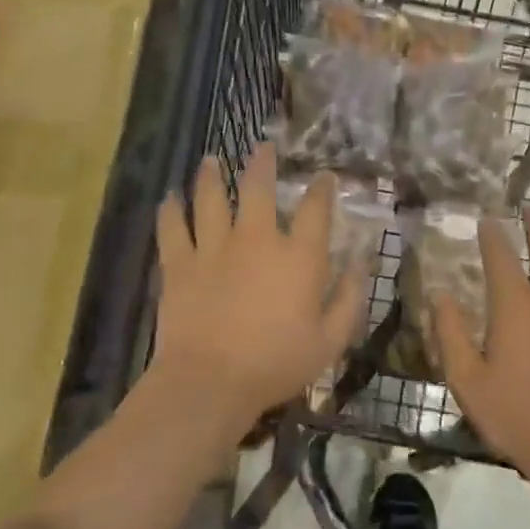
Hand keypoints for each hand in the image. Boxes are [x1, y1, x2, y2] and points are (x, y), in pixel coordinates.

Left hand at [149, 143, 366, 440]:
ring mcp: (214, 248)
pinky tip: (169, 198)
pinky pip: (172, 228)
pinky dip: (170, 210)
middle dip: (262, 163)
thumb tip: (360, 266)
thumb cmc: (276, 364)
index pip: (315, 209)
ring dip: (212, 176)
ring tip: (212, 160)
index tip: (324, 176)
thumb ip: (349, 300)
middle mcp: (256, 239)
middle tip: (262, 147)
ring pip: (210, 198)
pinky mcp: (179, 264)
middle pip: (258, 188)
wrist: (210, 382)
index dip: (322, 188)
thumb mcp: (330, 341)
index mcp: (298, 256)